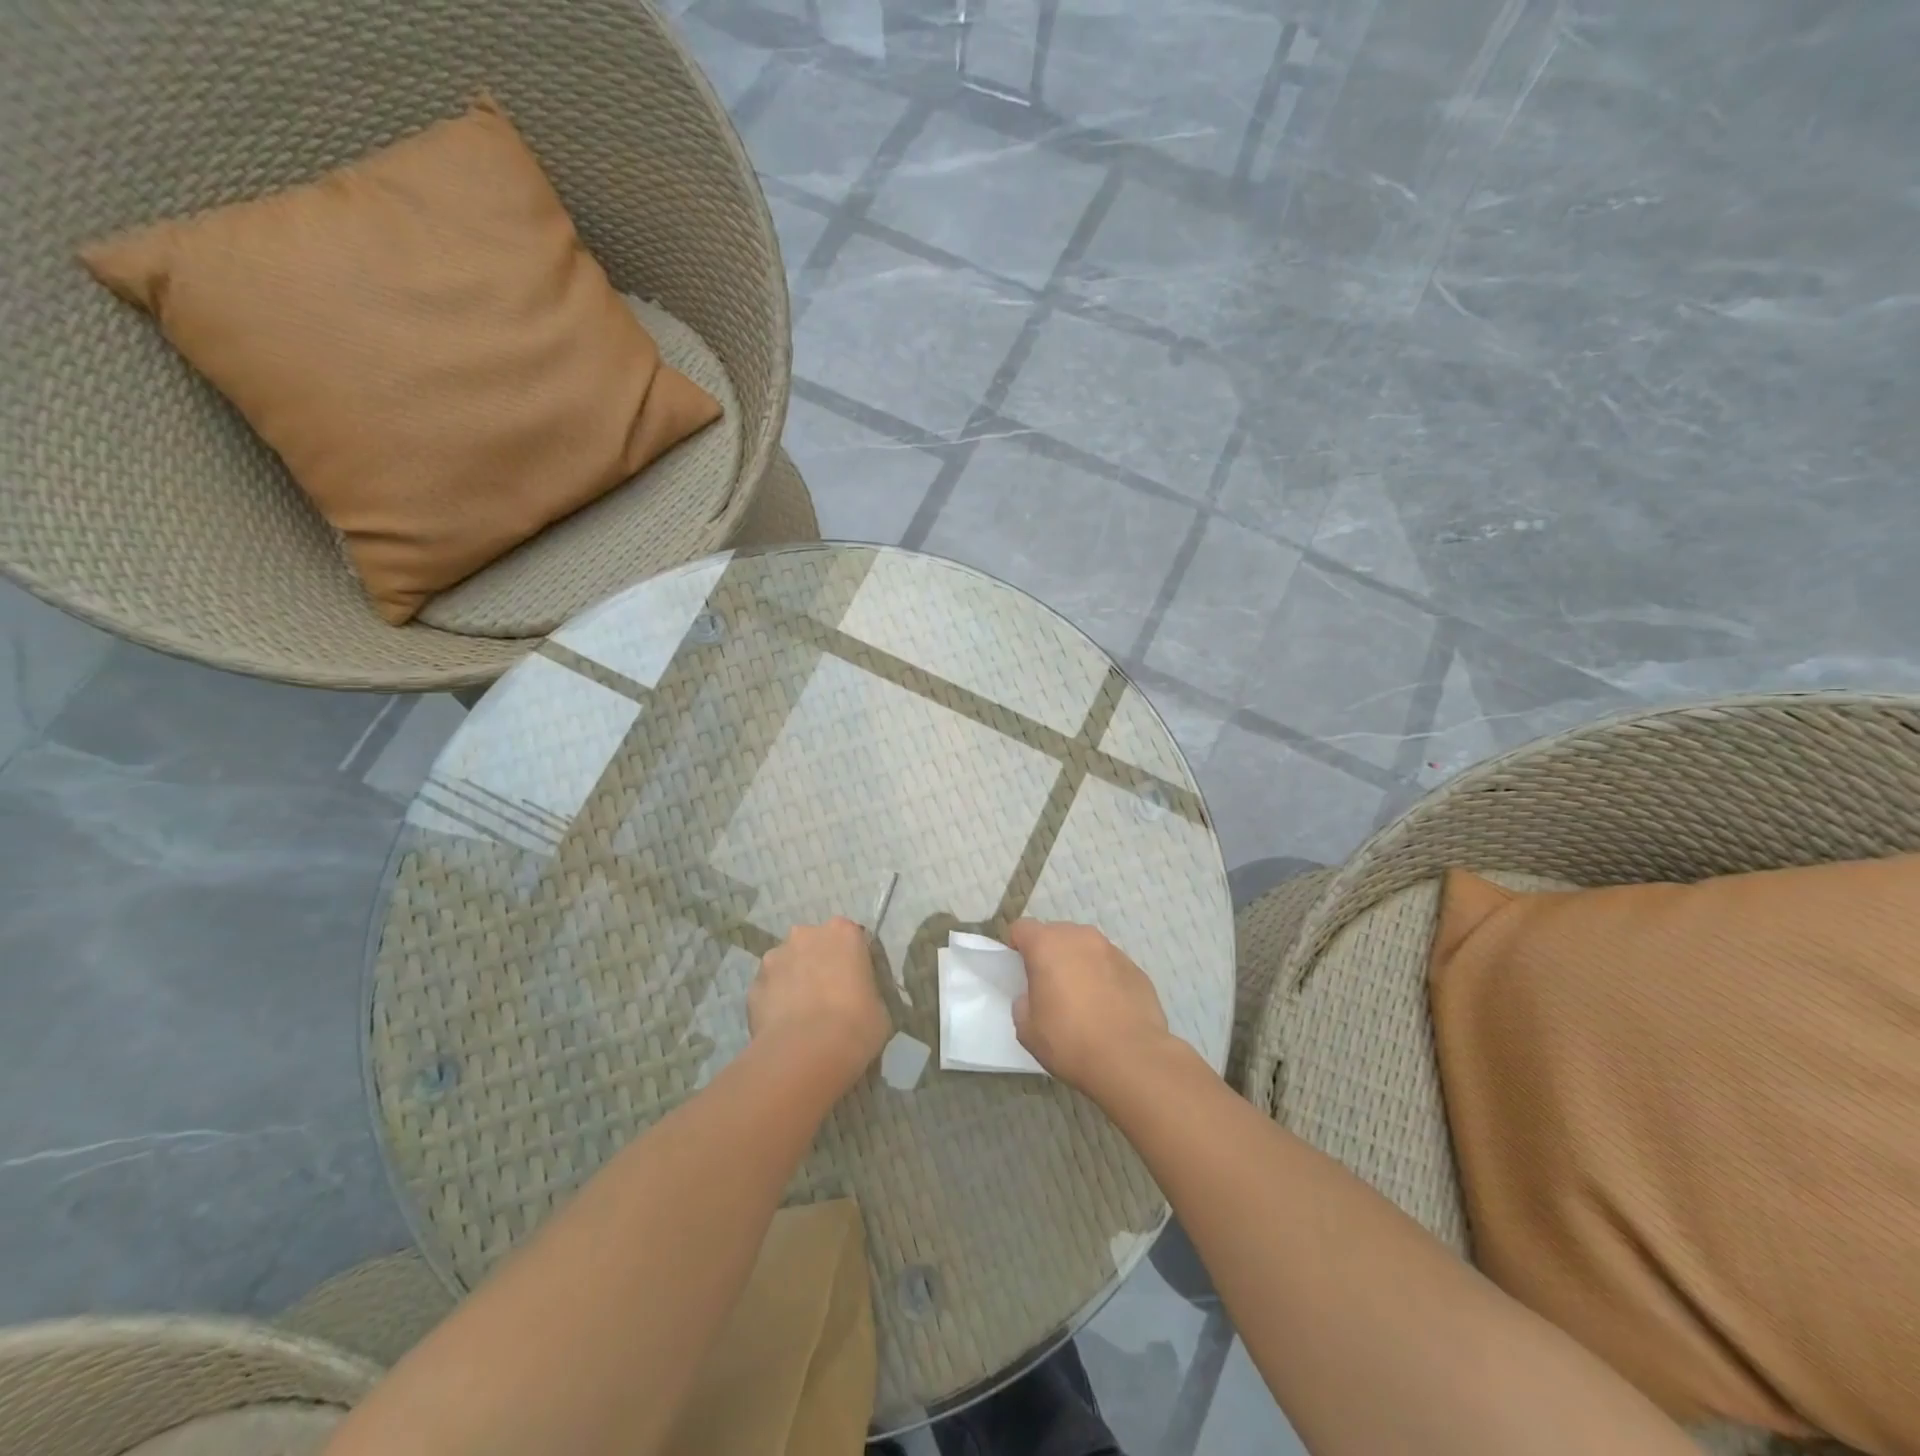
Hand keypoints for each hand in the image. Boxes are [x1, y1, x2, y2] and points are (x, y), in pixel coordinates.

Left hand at [750, 918, 890, 1088]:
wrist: (807, 1053)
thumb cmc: (856, 1025)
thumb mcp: (880, 1008)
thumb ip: (868, 992)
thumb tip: (861, 1001)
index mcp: (843, 932)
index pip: (851, 938)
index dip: (852, 961)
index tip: (855, 983)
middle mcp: (806, 934)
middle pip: (814, 944)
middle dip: (818, 963)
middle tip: (828, 996)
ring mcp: (775, 957)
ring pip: (787, 964)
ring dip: (793, 979)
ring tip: (801, 1015)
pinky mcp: (753, 984)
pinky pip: (769, 989)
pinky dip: (774, 1002)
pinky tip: (783, 1027)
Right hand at [1006, 920, 1173, 1096]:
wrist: (1131, 1059)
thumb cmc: (1070, 1041)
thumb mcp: (1028, 1029)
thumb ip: (1023, 1003)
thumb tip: (1034, 996)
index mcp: (1047, 945)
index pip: (1022, 928)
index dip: (1016, 946)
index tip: (1019, 971)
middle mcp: (1080, 937)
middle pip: (1056, 934)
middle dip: (1049, 953)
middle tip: (1049, 986)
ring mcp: (1111, 950)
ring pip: (1085, 948)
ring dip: (1079, 963)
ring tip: (1082, 998)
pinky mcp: (1135, 968)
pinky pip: (1110, 965)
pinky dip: (1104, 978)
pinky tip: (1107, 1008)